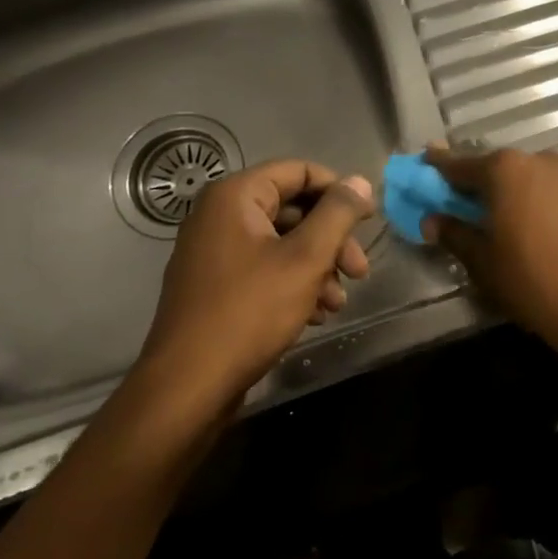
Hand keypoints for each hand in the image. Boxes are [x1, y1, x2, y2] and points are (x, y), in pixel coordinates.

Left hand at [139, 160, 373, 408]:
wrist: (188, 386)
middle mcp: (219, 216)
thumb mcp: (305, 259)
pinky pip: (264, 268)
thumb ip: (338, 214)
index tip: (369, 220)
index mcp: (235, 197)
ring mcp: (214, 252)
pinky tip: (315, 314)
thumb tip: (360, 181)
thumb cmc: (249, 312)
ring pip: (283, 243)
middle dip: (332, 239)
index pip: (299, 172)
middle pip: (293, 209)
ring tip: (338, 302)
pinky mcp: (215, 286)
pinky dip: (294, 284)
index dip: (339, 191)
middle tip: (359, 271)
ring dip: (318, 267)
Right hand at [425, 146, 557, 340]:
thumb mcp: (484, 264)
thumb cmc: (535, 283)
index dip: (441, 166)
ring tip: (527, 230)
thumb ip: (455, 235)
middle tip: (479, 207)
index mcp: (507, 171)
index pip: (462, 164)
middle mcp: (545, 163)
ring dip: (530, 197)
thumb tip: (432, 220)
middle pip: (507, 169)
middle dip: (490, 185)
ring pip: (544, 182)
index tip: (427, 160)